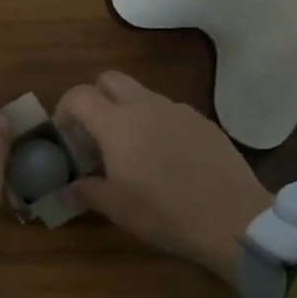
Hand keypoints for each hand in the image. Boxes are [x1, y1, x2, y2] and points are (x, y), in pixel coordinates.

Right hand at [57, 71, 270, 284]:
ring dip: (127, 112)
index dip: (64, 110)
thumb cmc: (164, 212)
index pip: (79, 95)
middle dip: (95, 99)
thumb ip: (86, 192)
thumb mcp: (116, 208)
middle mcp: (146, 106)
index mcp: (117, 123)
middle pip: (110, 79)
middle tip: (94, 135)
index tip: (66, 137)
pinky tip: (166, 159)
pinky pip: (170, 112)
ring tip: (131, 151)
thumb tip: (69, 189)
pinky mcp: (204, 122)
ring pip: (142, 95)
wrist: (231, 217)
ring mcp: (179, 111)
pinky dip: (157, 125)